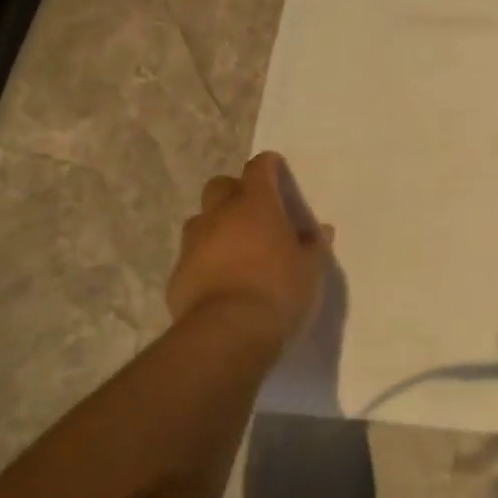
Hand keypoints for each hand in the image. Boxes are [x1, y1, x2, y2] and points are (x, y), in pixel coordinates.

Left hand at [166, 152, 331, 344]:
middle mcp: (220, 214)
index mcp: (256, 204)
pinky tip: (219, 280)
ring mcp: (194, 243)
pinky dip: (205, 259)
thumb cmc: (279, 290)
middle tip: (253, 210)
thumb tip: (318, 230)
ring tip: (234, 246)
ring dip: (216, 225)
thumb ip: (314, 246)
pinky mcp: (178, 273)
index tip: (275, 168)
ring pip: (201, 219)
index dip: (268, 165)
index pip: (259, 168)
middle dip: (235, 191)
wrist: (228, 332)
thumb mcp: (310, 269)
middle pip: (220, 185)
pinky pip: (192, 256)